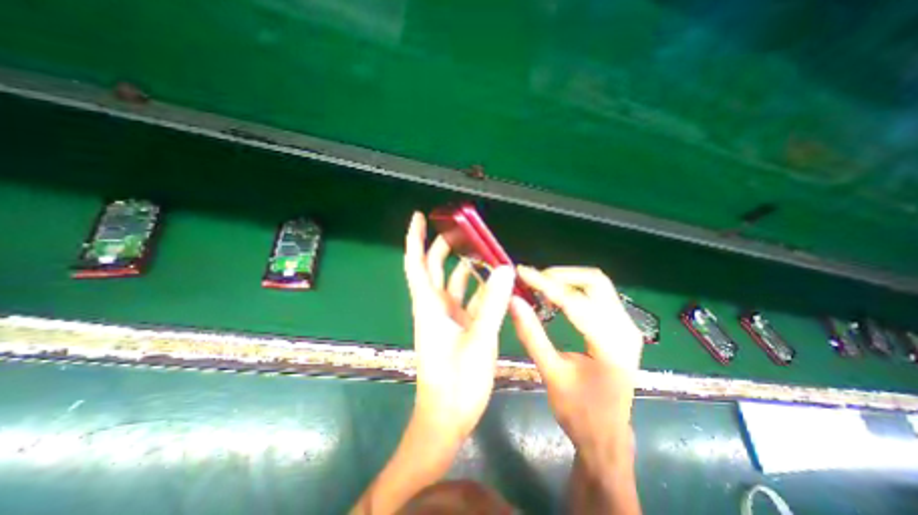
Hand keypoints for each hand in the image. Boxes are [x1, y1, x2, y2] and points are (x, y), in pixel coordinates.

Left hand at [403, 212, 514, 442]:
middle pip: (433, 268)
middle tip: (460, 229)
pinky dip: (477, 289)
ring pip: (452, 283)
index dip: (415, 238)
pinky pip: (466, 300)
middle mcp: (434, 307)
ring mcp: (446, 317)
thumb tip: (503, 268)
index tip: (419, 217)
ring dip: (464, 267)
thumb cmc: (456, 382)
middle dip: (442, 247)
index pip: (416, 263)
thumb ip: (493, 303)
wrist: (447, 417)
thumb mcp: (479, 339)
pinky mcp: (457, 327)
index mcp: (429, 306)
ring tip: (481, 251)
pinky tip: (492, 282)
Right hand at [509, 267, 643, 455]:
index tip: (522, 272)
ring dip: (567, 280)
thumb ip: (531, 334)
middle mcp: (625, 329)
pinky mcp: (622, 327)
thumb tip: (513, 301)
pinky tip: (556, 297)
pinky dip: (575, 289)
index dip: (545, 283)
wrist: (607, 435)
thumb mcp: (551, 373)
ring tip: (541, 286)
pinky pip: (598, 295)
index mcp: (610, 346)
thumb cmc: (578, 412)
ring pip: (598, 285)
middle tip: (533, 281)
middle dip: (560, 276)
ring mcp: (627, 327)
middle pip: (595, 282)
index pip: (574, 301)